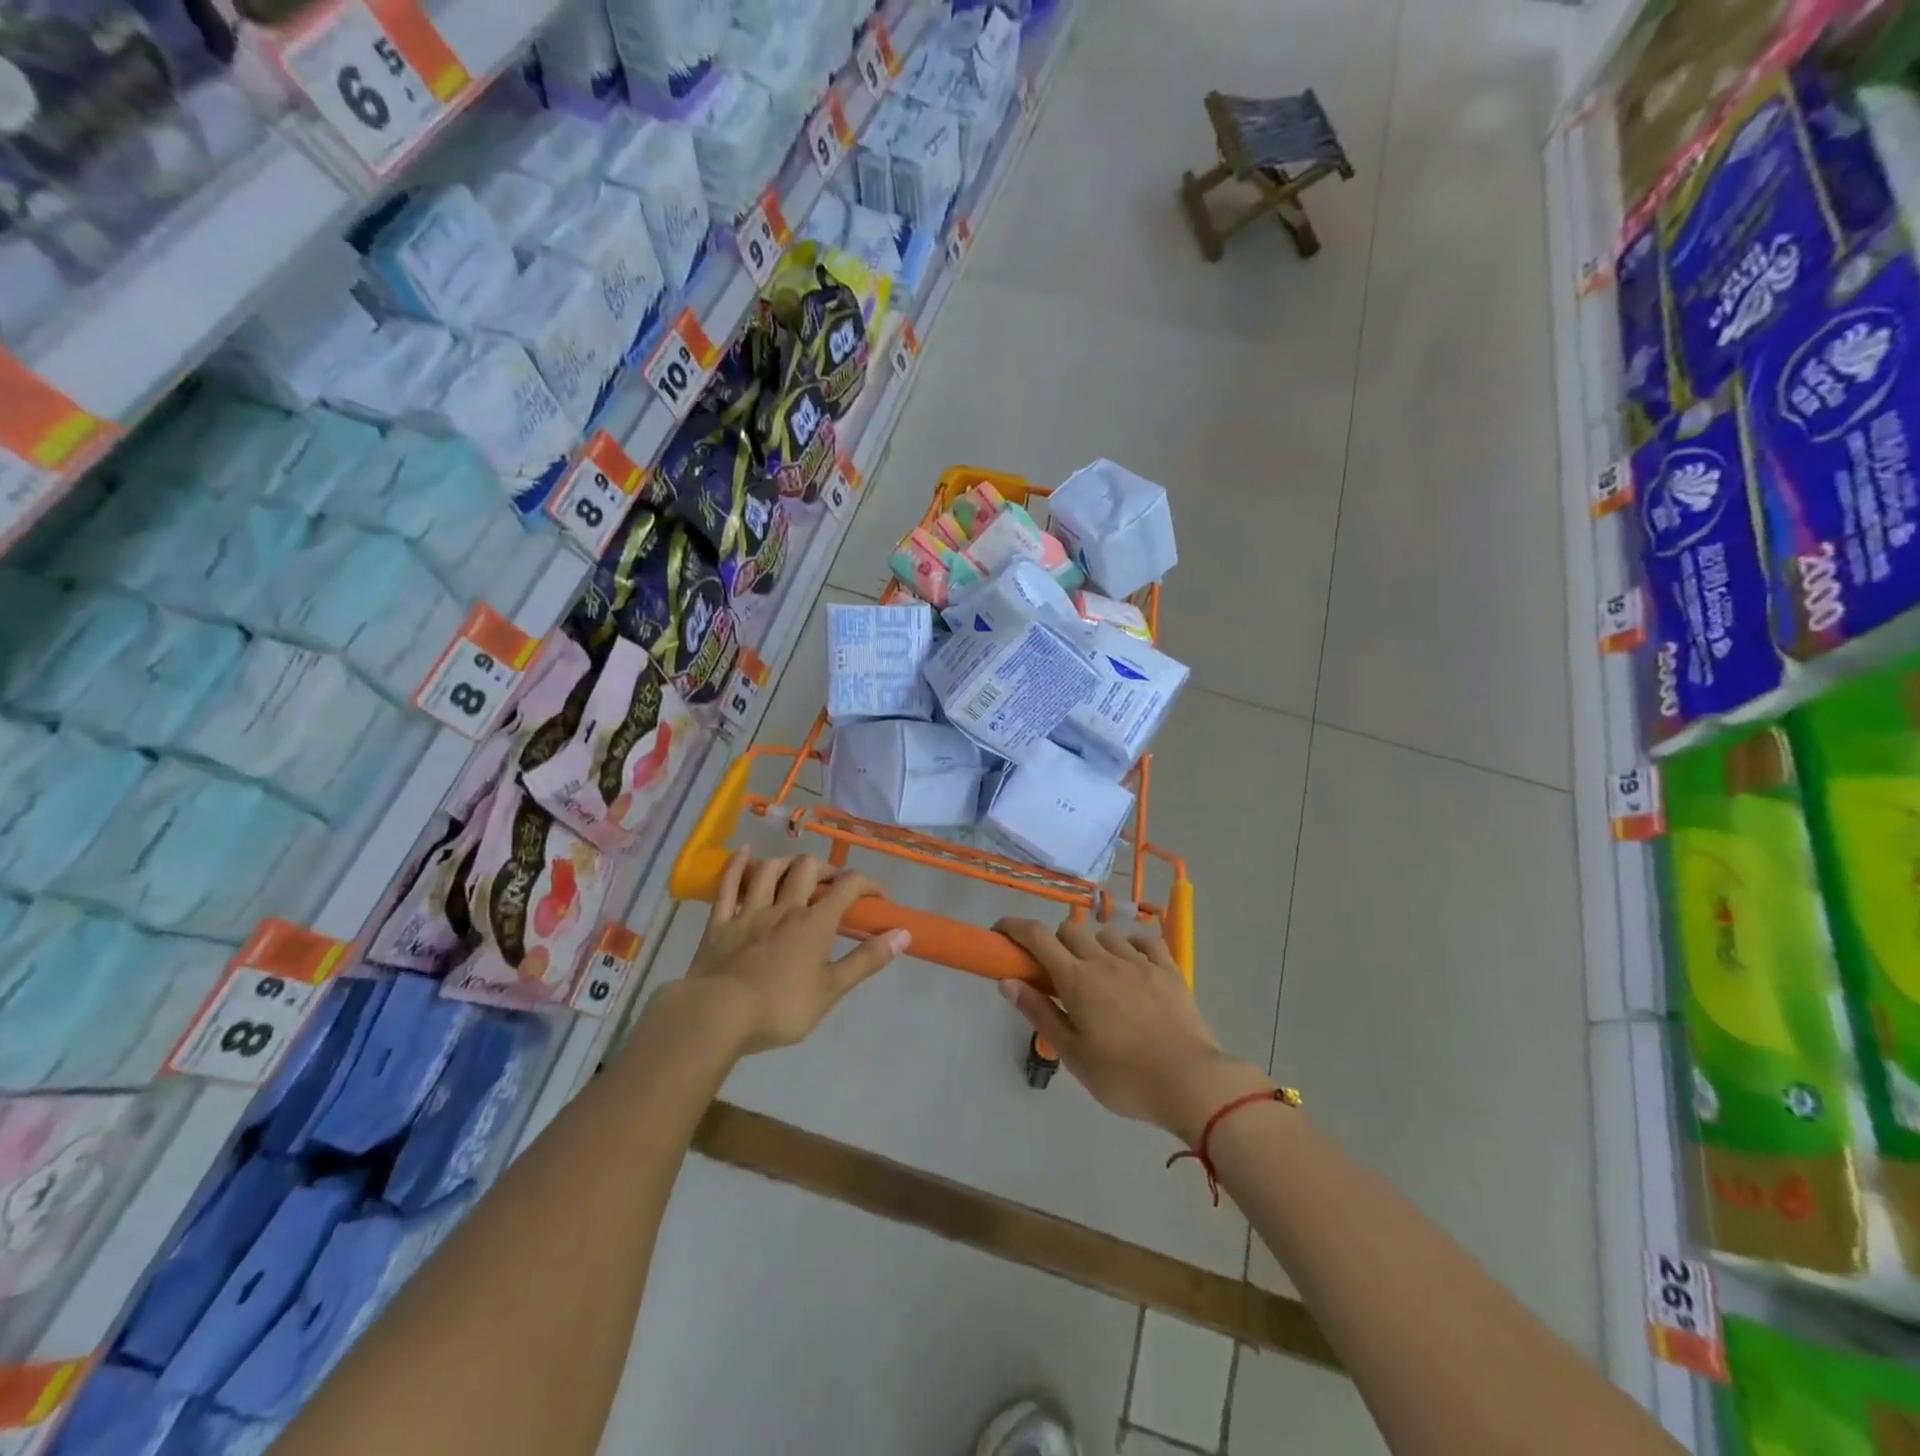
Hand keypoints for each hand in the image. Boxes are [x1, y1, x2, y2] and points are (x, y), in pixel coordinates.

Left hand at [683, 850, 908, 1054]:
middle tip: (833, 884)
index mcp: (814, 923)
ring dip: (785, 863)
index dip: (868, 884)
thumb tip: (903, 933)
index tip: (878, 897)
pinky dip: (737, 866)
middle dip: (826, 869)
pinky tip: (744, 853)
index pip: (848, 887)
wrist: (716, 1015)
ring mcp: (749, 912)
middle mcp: (784, 908)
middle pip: (807, 869)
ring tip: (795, 870)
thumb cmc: (780, 1008)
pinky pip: (728, 886)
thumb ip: (866, 960)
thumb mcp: (831, 990)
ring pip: (769, 871)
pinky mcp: (719, 923)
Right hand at [994, 915, 1270, 1143]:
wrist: (1190, 1082)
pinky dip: (1132, 947)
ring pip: (1106, 934)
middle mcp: (1104, 960)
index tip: (1000, 932)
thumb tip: (1007, 981)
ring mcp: (1140, 961)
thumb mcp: (1073, 1053)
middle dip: (1054, 942)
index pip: (1036, 937)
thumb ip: (1040, 1013)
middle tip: (1057, 974)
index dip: (1013, 927)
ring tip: (1099, 976)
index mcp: (1077, 980)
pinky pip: (1145, 941)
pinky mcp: (1169, 969)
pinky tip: (1133, 966)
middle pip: (1069, 930)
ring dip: (1093, 947)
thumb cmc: (1123, 1076)